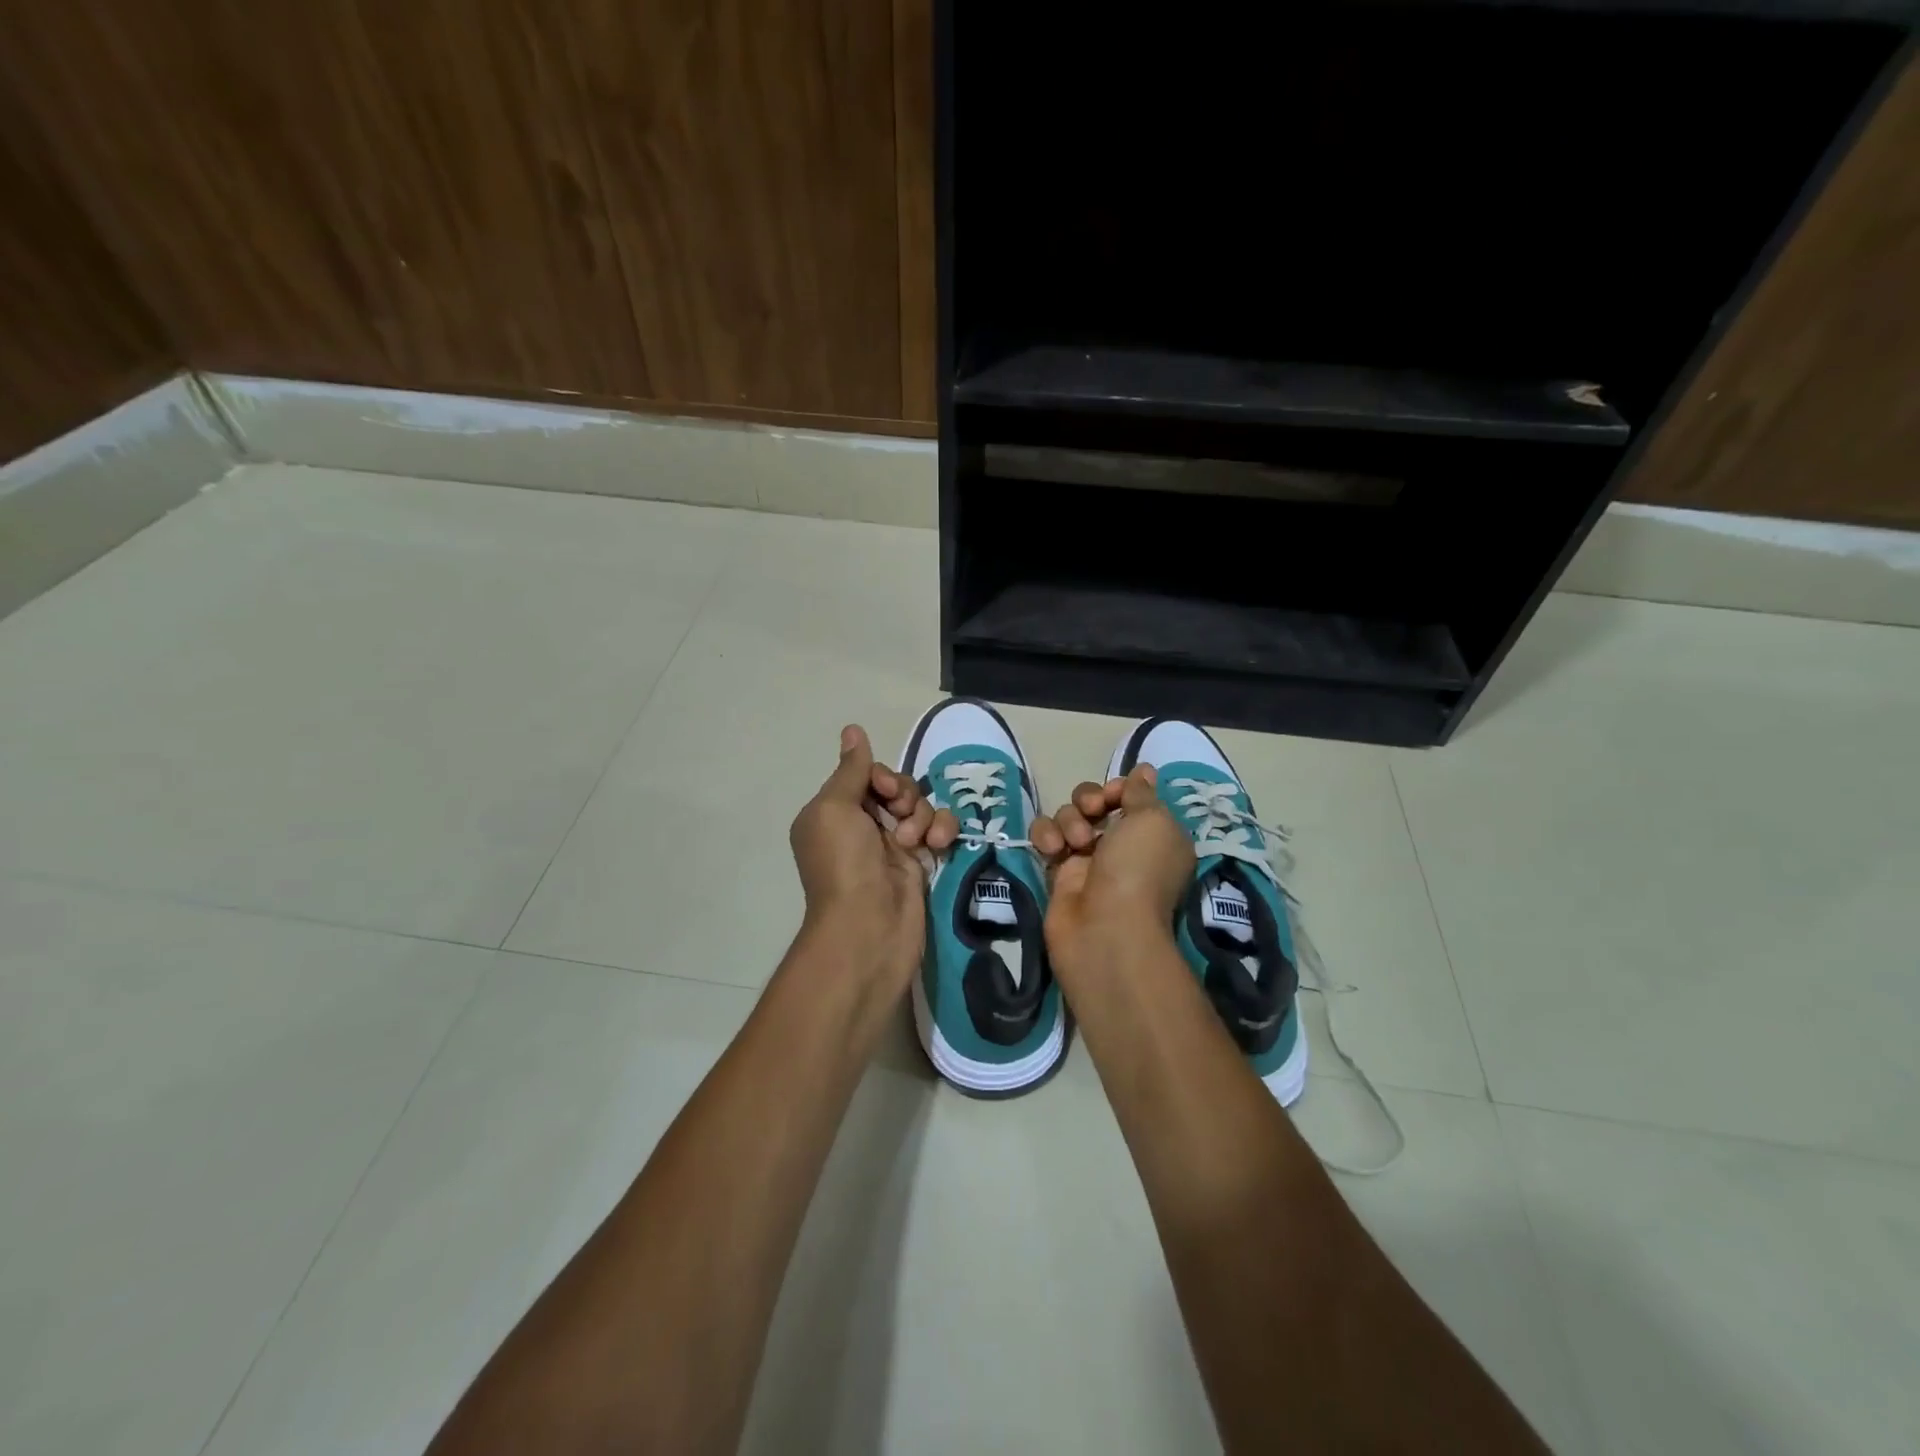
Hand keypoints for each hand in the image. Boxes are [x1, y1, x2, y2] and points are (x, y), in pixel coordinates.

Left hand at [788, 724, 958, 991]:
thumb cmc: (844, 863)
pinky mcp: (920, 863)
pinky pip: (938, 830)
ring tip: (917, 841)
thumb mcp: (835, 808)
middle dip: (905, 795)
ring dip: (922, 815)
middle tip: (900, 817)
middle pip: (895, 788)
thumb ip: (851, 769)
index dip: (882, 777)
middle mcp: (861, 826)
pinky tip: (939, 843)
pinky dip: (942, 830)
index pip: (866, 776)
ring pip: (919, 807)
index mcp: (833, 813)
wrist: (869, 928)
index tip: (886, 792)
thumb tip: (852, 729)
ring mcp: (892, 846)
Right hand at [1032, 765, 1193, 964]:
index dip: (1119, 788)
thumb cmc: (1138, 869)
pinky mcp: (1058, 873)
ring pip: (1068, 817)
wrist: (1106, 929)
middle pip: (1095, 801)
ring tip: (1074, 844)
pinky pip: (1045, 837)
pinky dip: (1045, 835)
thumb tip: (1144, 771)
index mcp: (1153, 834)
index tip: (1115, 794)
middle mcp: (1122, 845)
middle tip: (1092, 812)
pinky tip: (1051, 849)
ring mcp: (1088, 860)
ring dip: (1069, 820)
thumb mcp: (1153, 820)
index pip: (1130, 795)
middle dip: (1089, 798)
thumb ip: (1141, 792)